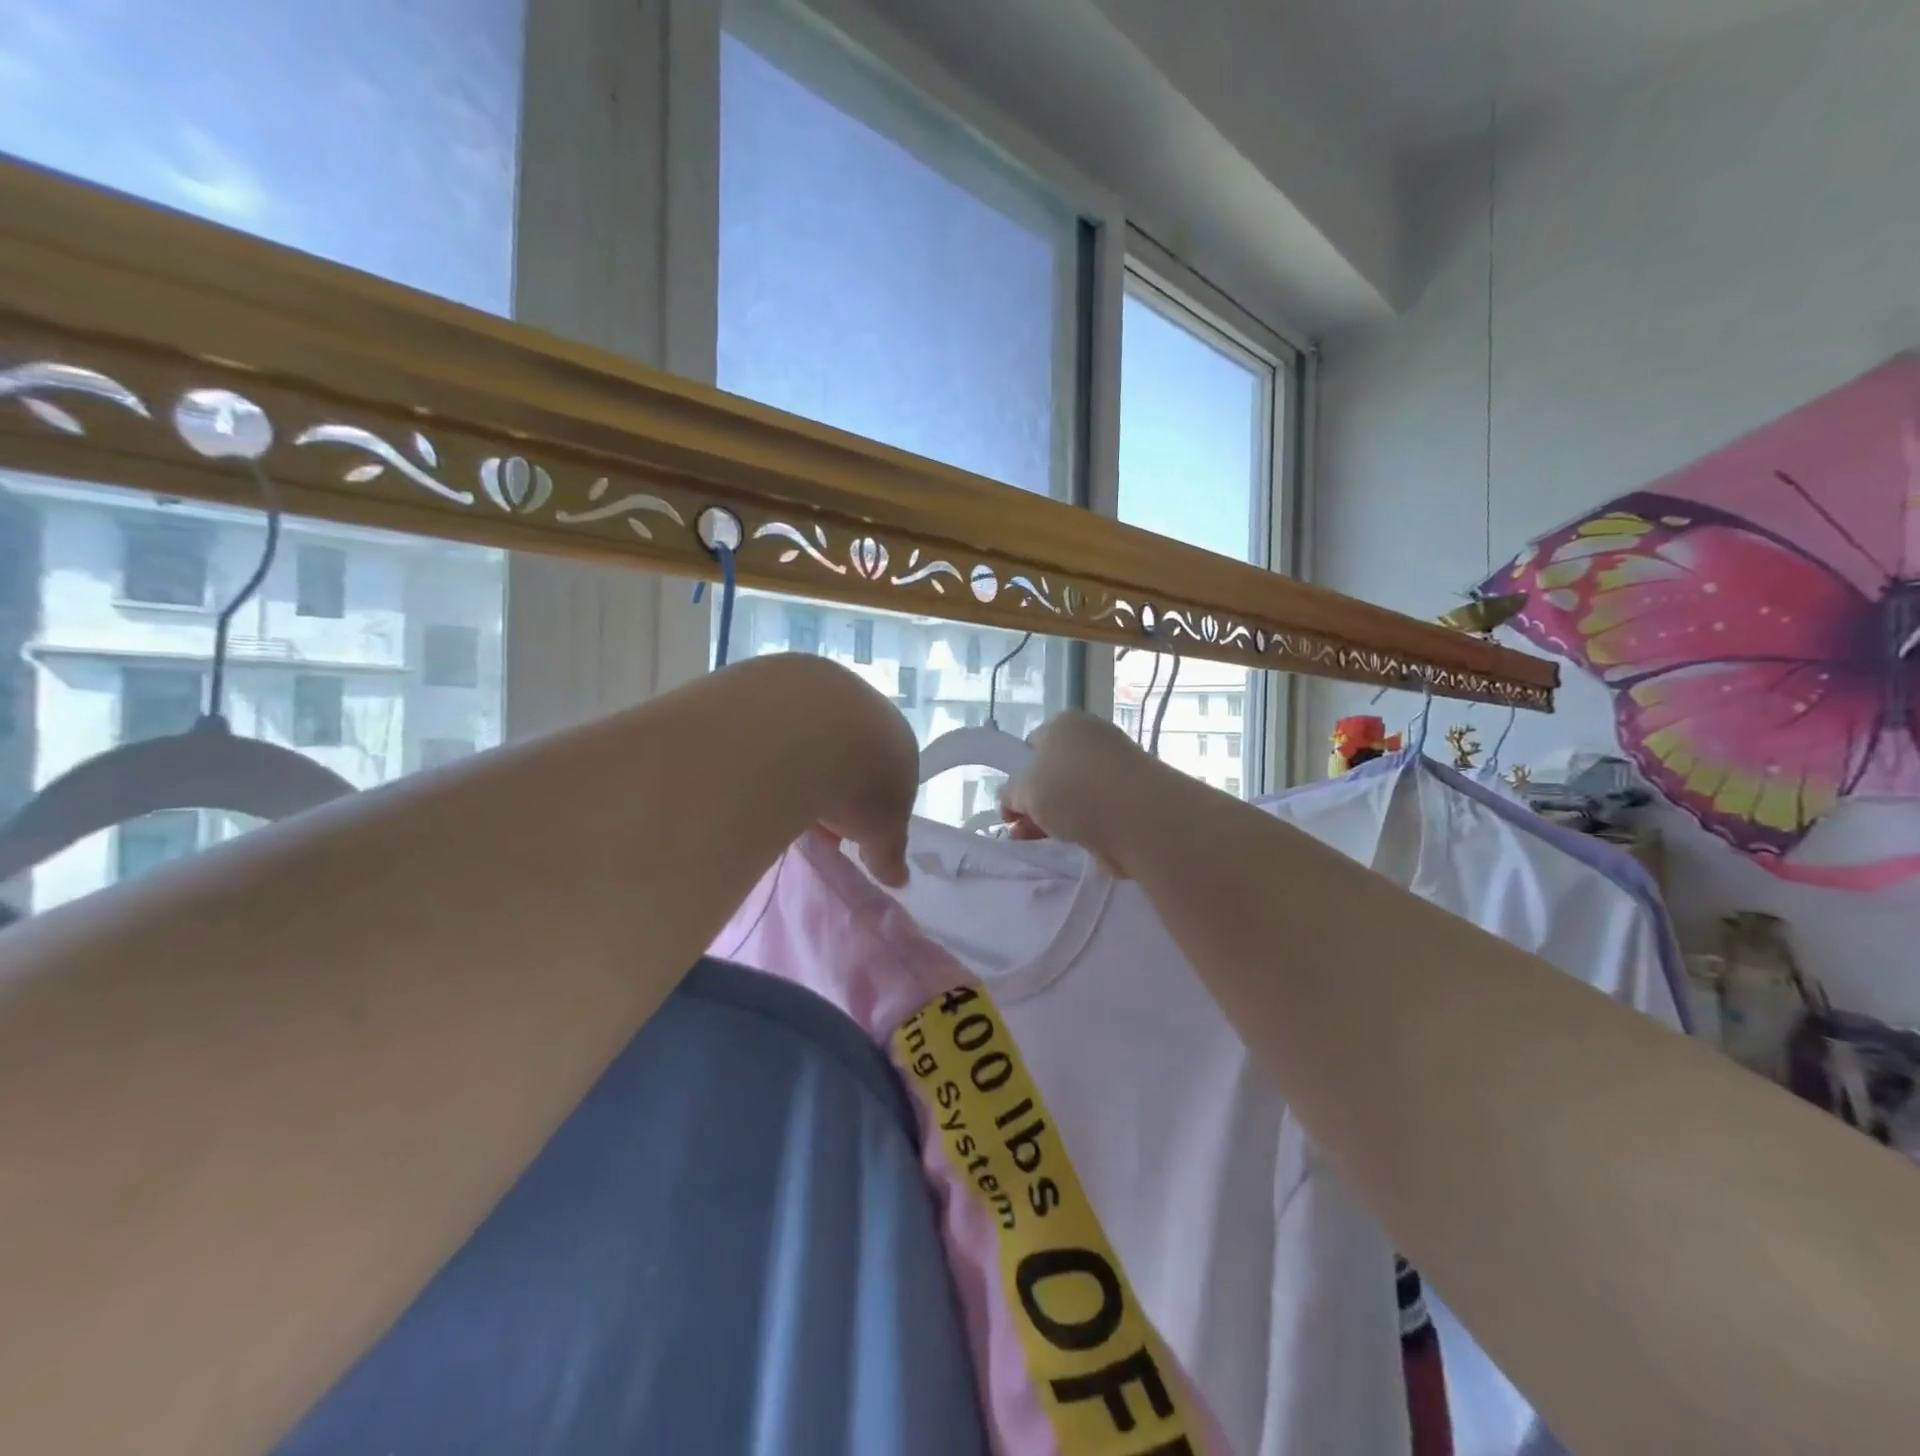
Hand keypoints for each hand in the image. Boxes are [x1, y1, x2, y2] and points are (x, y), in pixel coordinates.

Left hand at [750, 654, 917, 886]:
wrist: (806, 731)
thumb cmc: (861, 785)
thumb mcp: (882, 832)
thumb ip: (889, 852)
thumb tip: (899, 879)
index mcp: (896, 737)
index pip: (888, 772)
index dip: (869, 805)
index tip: (846, 831)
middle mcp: (862, 704)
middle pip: (846, 749)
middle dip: (829, 782)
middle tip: (808, 818)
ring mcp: (816, 687)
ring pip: (807, 731)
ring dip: (794, 762)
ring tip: (773, 798)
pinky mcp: (772, 679)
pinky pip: (769, 720)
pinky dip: (762, 744)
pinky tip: (749, 769)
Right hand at [1000, 710, 1169, 876]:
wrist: (1139, 818)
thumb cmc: (1073, 791)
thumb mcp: (1024, 791)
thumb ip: (1011, 794)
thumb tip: (1012, 799)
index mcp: (1065, 723)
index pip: (1032, 746)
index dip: (1020, 774)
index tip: (1013, 804)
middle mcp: (1093, 737)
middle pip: (1055, 771)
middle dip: (1037, 800)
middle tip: (1023, 828)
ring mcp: (1117, 766)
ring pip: (1076, 793)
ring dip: (1058, 816)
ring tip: (1045, 841)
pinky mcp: (1135, 795)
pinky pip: (1099, 810)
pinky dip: (1086, 824)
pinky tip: (1076, 841)